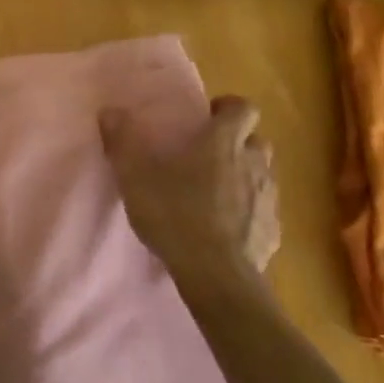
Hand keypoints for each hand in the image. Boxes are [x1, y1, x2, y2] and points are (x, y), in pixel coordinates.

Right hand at [100, 96, 280, 316]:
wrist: (216, 275)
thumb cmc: (176, 215)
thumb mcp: (136, 177)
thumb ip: (123, 142)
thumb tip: (110, 111)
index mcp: (224, 143)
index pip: (244, 108)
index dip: (229, 108)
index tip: (209, 117)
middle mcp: (254, 164)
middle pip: (257, 141)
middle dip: (238, 144)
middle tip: (209, 157)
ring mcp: (268, 200)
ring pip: (263, 177)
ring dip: (245, 178)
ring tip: (216, 195)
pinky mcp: (273, 232)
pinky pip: (264, 214)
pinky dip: (249, 215)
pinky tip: (227, 231)